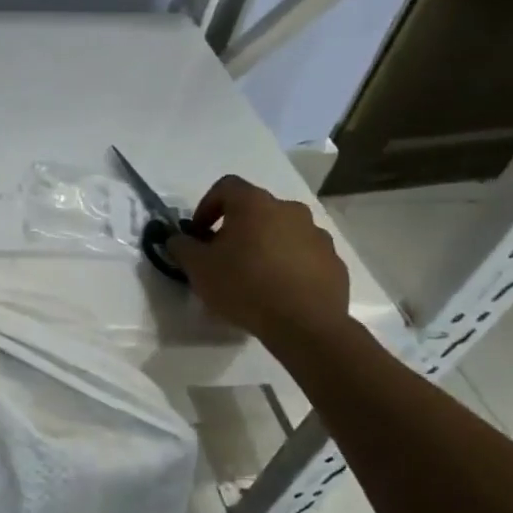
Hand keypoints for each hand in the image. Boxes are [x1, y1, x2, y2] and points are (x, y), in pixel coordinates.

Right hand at [166, 175, 350, 349]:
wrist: (305, 325)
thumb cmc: (244, 286)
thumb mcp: (198, 267)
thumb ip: (181, 246)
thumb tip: (178, 239)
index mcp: (254, 204)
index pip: (226, 187)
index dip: (207, 206)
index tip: (199, 234)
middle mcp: (289, 210)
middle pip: (256, 210)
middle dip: (236, 228)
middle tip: (223, 257)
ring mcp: (317, 235)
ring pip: (282, 232)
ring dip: (265, 245)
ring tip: (253, 277)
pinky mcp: (334, 261)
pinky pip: (304, 255)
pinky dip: (288, 265)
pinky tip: (278, 291)